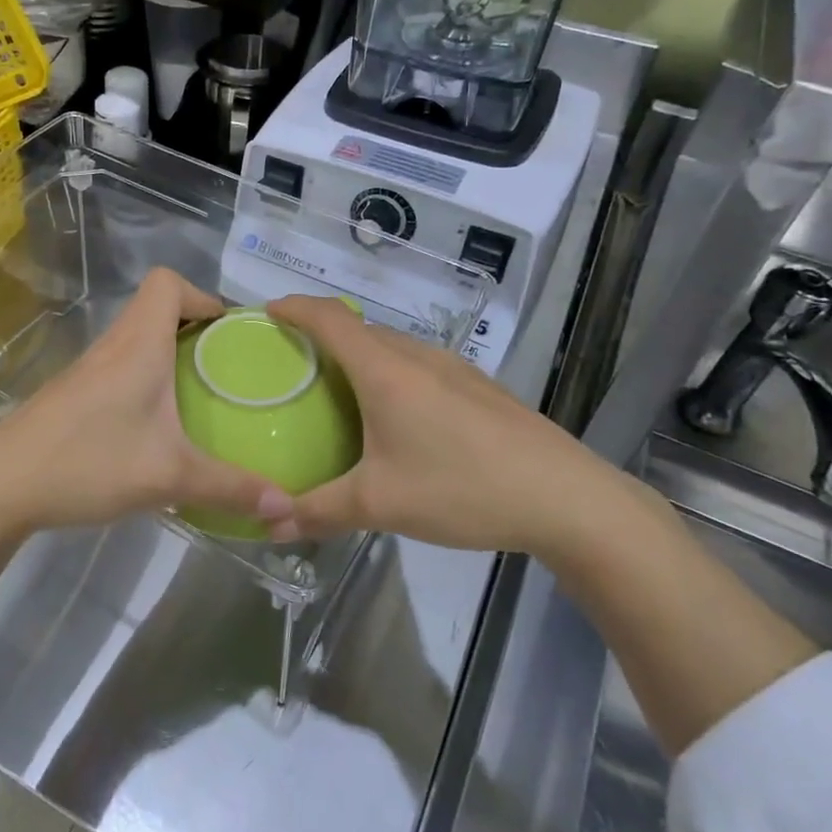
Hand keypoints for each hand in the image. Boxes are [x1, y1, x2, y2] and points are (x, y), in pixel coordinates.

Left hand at [0, 269, 291, 542]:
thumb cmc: (88, 463)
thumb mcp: (169, 477)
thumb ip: (230, 488)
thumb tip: (286, 507)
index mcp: (138, 344)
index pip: (166, 282)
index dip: (201, 294)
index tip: (227, 332)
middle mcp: (112, 346)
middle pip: (154, 308)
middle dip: (194, 327)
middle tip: (224, 367)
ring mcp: (87, 370)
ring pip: (135, 339)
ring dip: (167, 354)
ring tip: (198, 395)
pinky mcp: (71, 394)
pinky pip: (118, 367)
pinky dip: (144, 379)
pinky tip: (154, 426)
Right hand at [263, 295, 654, 557]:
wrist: (565, 497)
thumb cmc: (463, 489)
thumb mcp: (381, 504)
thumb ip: (319, 510)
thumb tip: (269, 524)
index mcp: (385, 371)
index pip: (328, 318)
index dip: (293, 307)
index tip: (266, 312)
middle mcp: (417, 357)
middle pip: (358, 328)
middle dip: (320, 334)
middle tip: (291, 364)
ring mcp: (453, 368)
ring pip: (391, 346)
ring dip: (358, 355)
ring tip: (336, 390)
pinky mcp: (478, 386)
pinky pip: (418, 365)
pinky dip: (389, 372)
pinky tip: (395, 417)